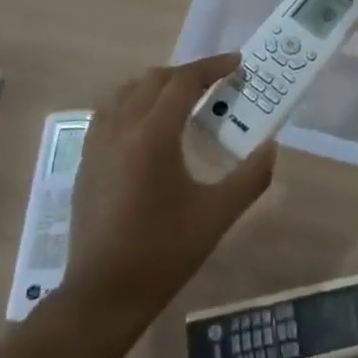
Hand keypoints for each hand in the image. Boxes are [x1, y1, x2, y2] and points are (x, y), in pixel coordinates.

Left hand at [62, 54, 275, 326]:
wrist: (103, 295)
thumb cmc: (163, 252)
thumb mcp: (217, 215)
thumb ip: (251, 177)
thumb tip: (272, 146)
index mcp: (153, 134)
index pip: (184, 81)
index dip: (213, 66)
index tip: (237, 63)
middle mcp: (122, 126)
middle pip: (156, 78)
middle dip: (188, 73)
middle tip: (217, 82)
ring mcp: (98, 141)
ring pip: (129, 90)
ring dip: (159, 85)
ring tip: (184, 99)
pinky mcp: (86, 158)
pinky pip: (110, 110)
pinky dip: (134, 102)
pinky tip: (148, 125)